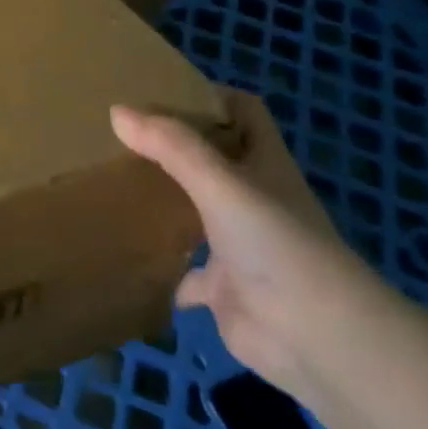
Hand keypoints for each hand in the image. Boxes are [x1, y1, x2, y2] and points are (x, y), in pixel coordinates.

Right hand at [112, 92, 383, 397]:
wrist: (316, 337)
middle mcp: (254, 201)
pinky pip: (183, 273)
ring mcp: (238, 246)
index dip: (210, 98)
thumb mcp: (222, 184)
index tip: (158, 91)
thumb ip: (172, 147)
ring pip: (195, 215)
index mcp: (264, 167)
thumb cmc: (276, 246)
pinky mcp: (222, 288)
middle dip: (172, 149)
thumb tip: (116, 111)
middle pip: (213, 162)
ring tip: (112, 186)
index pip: (245, 114)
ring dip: (163, 204)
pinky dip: (159, 268)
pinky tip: (124, 257)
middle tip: (117, 136)